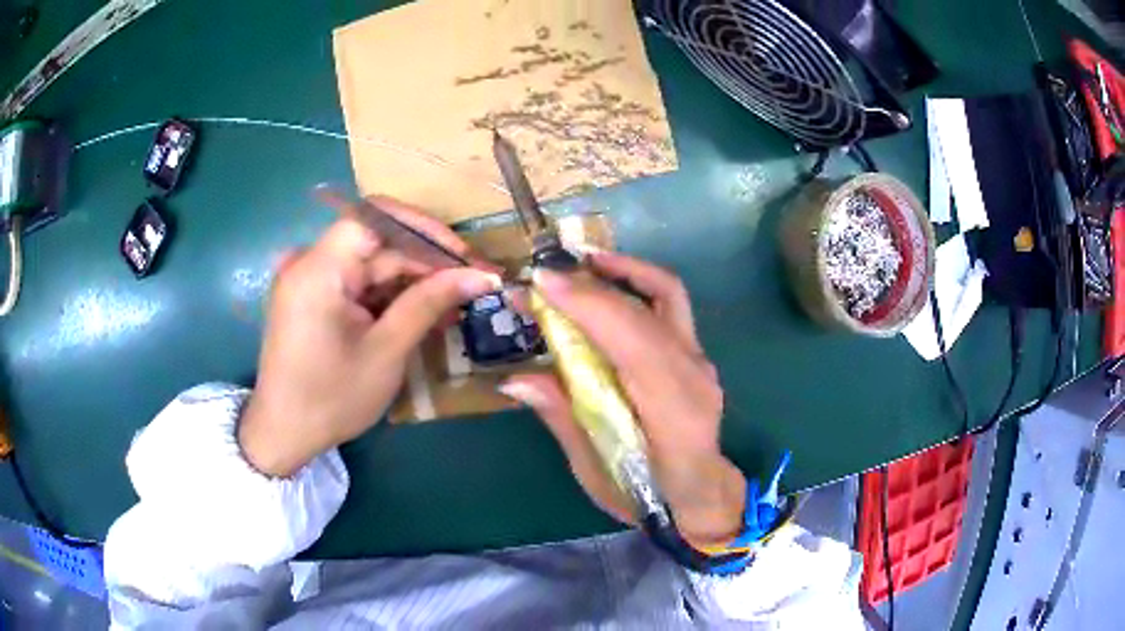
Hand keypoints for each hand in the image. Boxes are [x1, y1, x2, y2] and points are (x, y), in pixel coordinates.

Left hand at [239, 196, 499, 476]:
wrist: (284, 435)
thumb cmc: (332, 399)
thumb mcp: (386, 351)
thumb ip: (429, 303)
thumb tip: (480, 275)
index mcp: (319, 269)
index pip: (375, 219)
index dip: (423, 229)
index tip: (462, 256)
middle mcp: (310, 263)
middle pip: (376, 244)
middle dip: (425, 263)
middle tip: (472, 284)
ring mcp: (311, 282)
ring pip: (371, 266)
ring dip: (412, 283)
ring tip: (455, 304)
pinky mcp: (314, 299)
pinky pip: (358, 285)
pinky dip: (389, 298)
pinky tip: (421, 315)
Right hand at [501, 252, 744, 548]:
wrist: (700, 498)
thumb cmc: (646, 497)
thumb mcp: (595, 472)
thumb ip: (562, 418)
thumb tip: (515, 378)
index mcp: (671, 412)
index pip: (634, 340)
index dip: (588, 305)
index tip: (542, 282)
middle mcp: (693, 375)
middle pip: (651, 305)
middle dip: (595, 281)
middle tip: (548, 270)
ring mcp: (700, 361)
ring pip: (667, 294)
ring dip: (623, 270)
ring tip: (578, 263)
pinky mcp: (696, 356)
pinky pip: (667, 306)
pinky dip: (634, 286)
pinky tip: (605, 288)